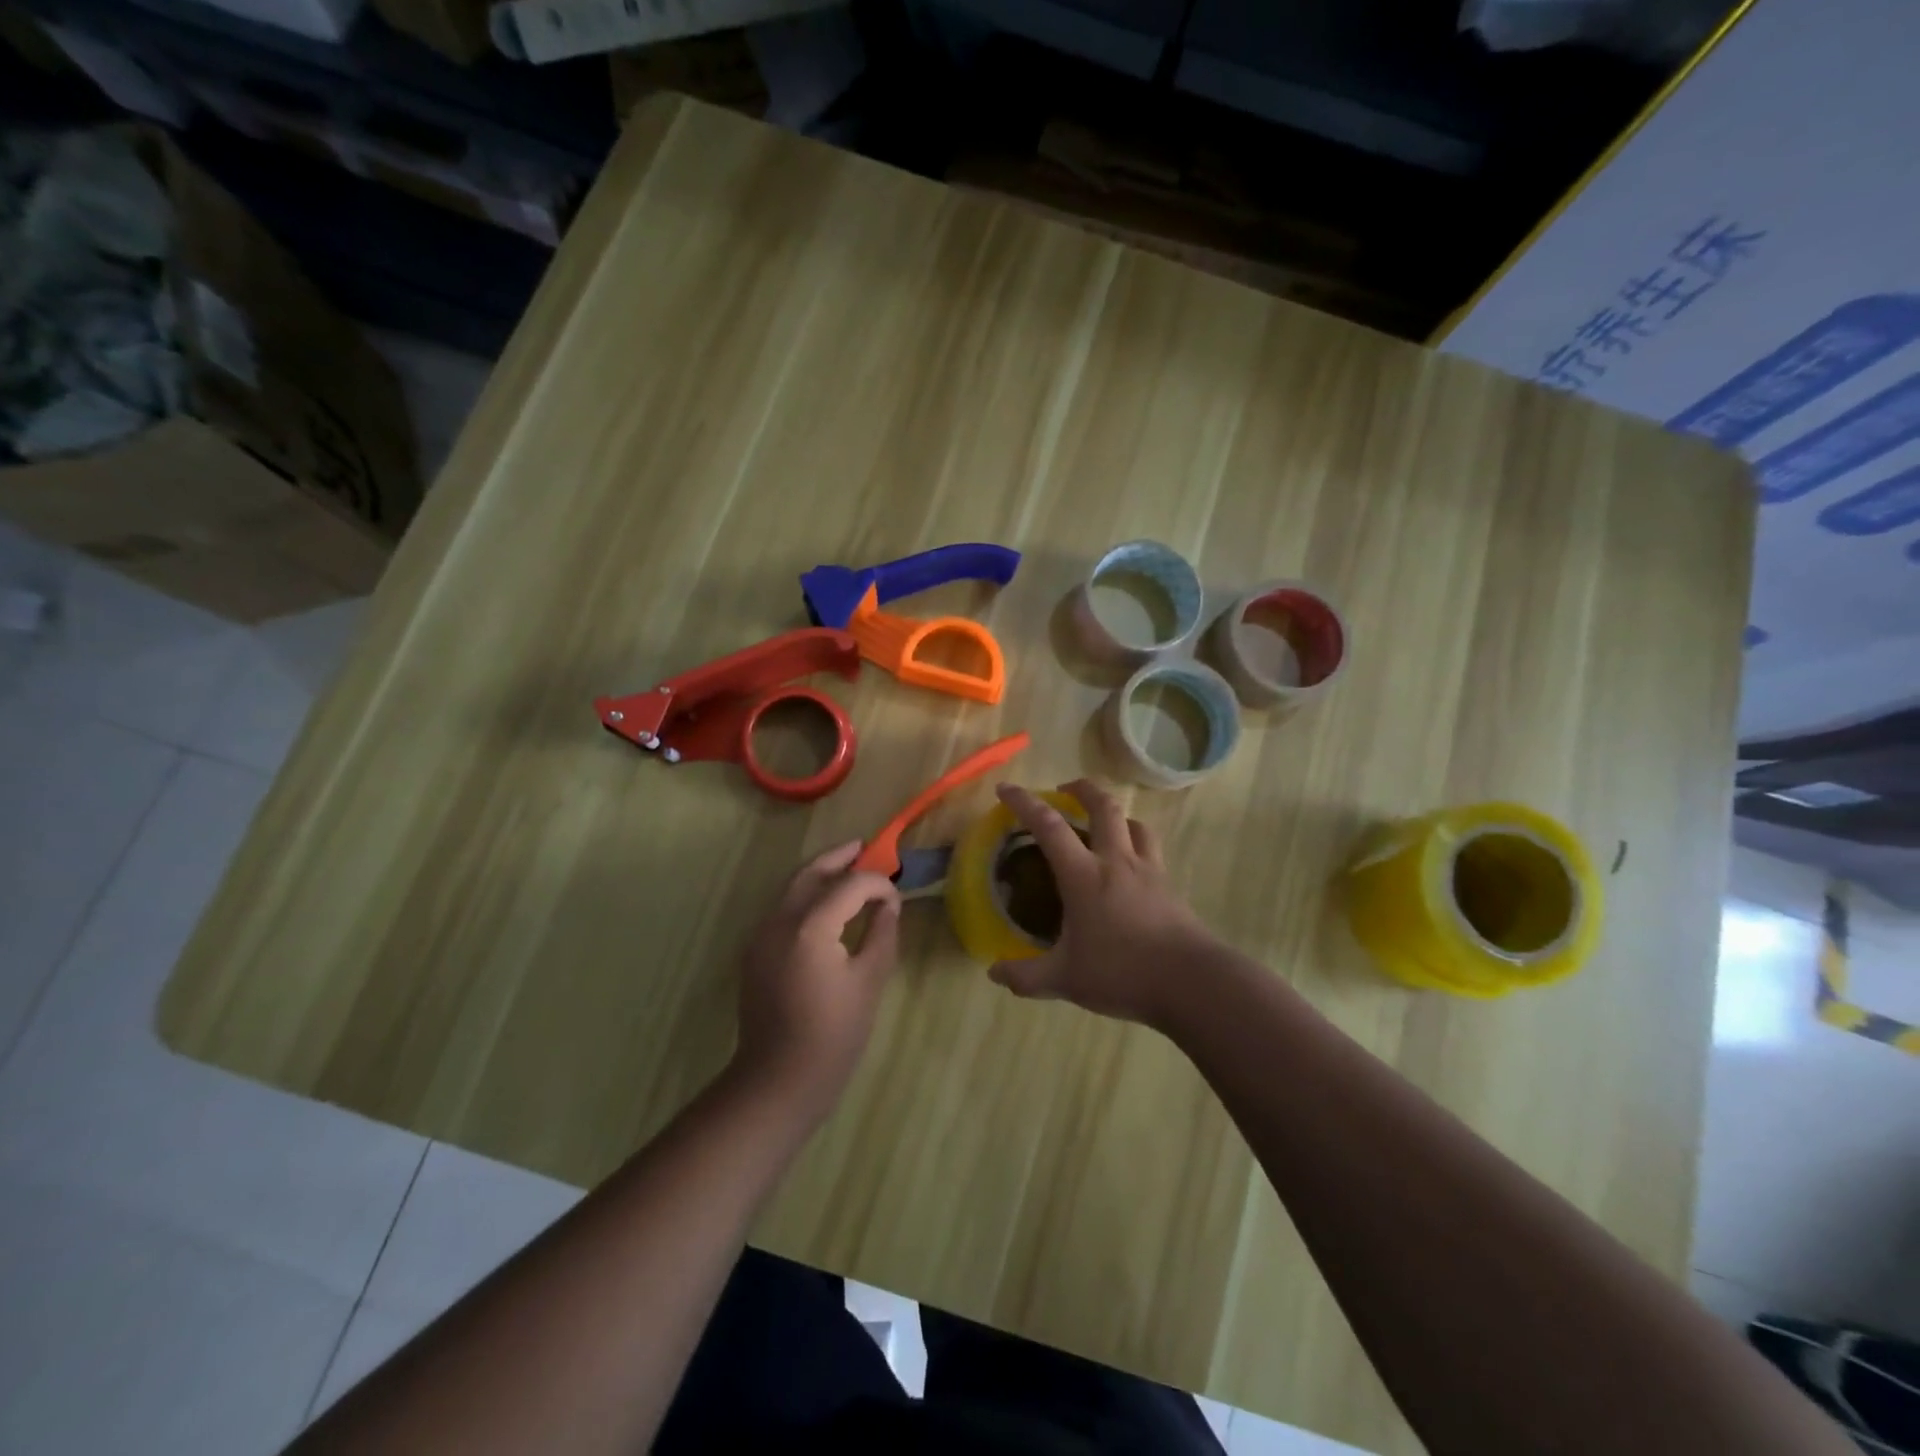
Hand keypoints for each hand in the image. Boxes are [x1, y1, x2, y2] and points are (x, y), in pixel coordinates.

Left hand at [733, 840, 901, 1120]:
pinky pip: (781, 910)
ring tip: (847, 868)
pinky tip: (825, 907)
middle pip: (810, 872)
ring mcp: (760, 935)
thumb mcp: (869, 981)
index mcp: (810, 925)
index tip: (896, 899)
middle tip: (863, 847)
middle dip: (838, 858)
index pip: (850, 884)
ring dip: (819, 874)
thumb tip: (889, 905)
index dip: (877, 884)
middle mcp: (779, 919)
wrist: (778, 1080)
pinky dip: (805, 897)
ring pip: (791, 888)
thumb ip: (882, 934)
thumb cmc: (834, 1034)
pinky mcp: (754, 952)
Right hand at [988, 779, 1221, 1027]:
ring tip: (1102, 822)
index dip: (1025, 803)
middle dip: (1081, 789)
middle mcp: (1117, 861)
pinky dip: (1136, 843)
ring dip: (1114, 813)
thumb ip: (1026, 976)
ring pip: (1134, 823)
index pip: (1049, 826)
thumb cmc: (1122, 973)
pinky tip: (1130, 865)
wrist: (1191, 982)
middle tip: (1064, 790)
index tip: (1006, 789)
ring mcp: (1149, 871)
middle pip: (1103, 806)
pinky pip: (1151, 849)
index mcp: (1084, 875)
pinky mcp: (1169, 886)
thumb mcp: (1065, 980)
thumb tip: (994, 972)